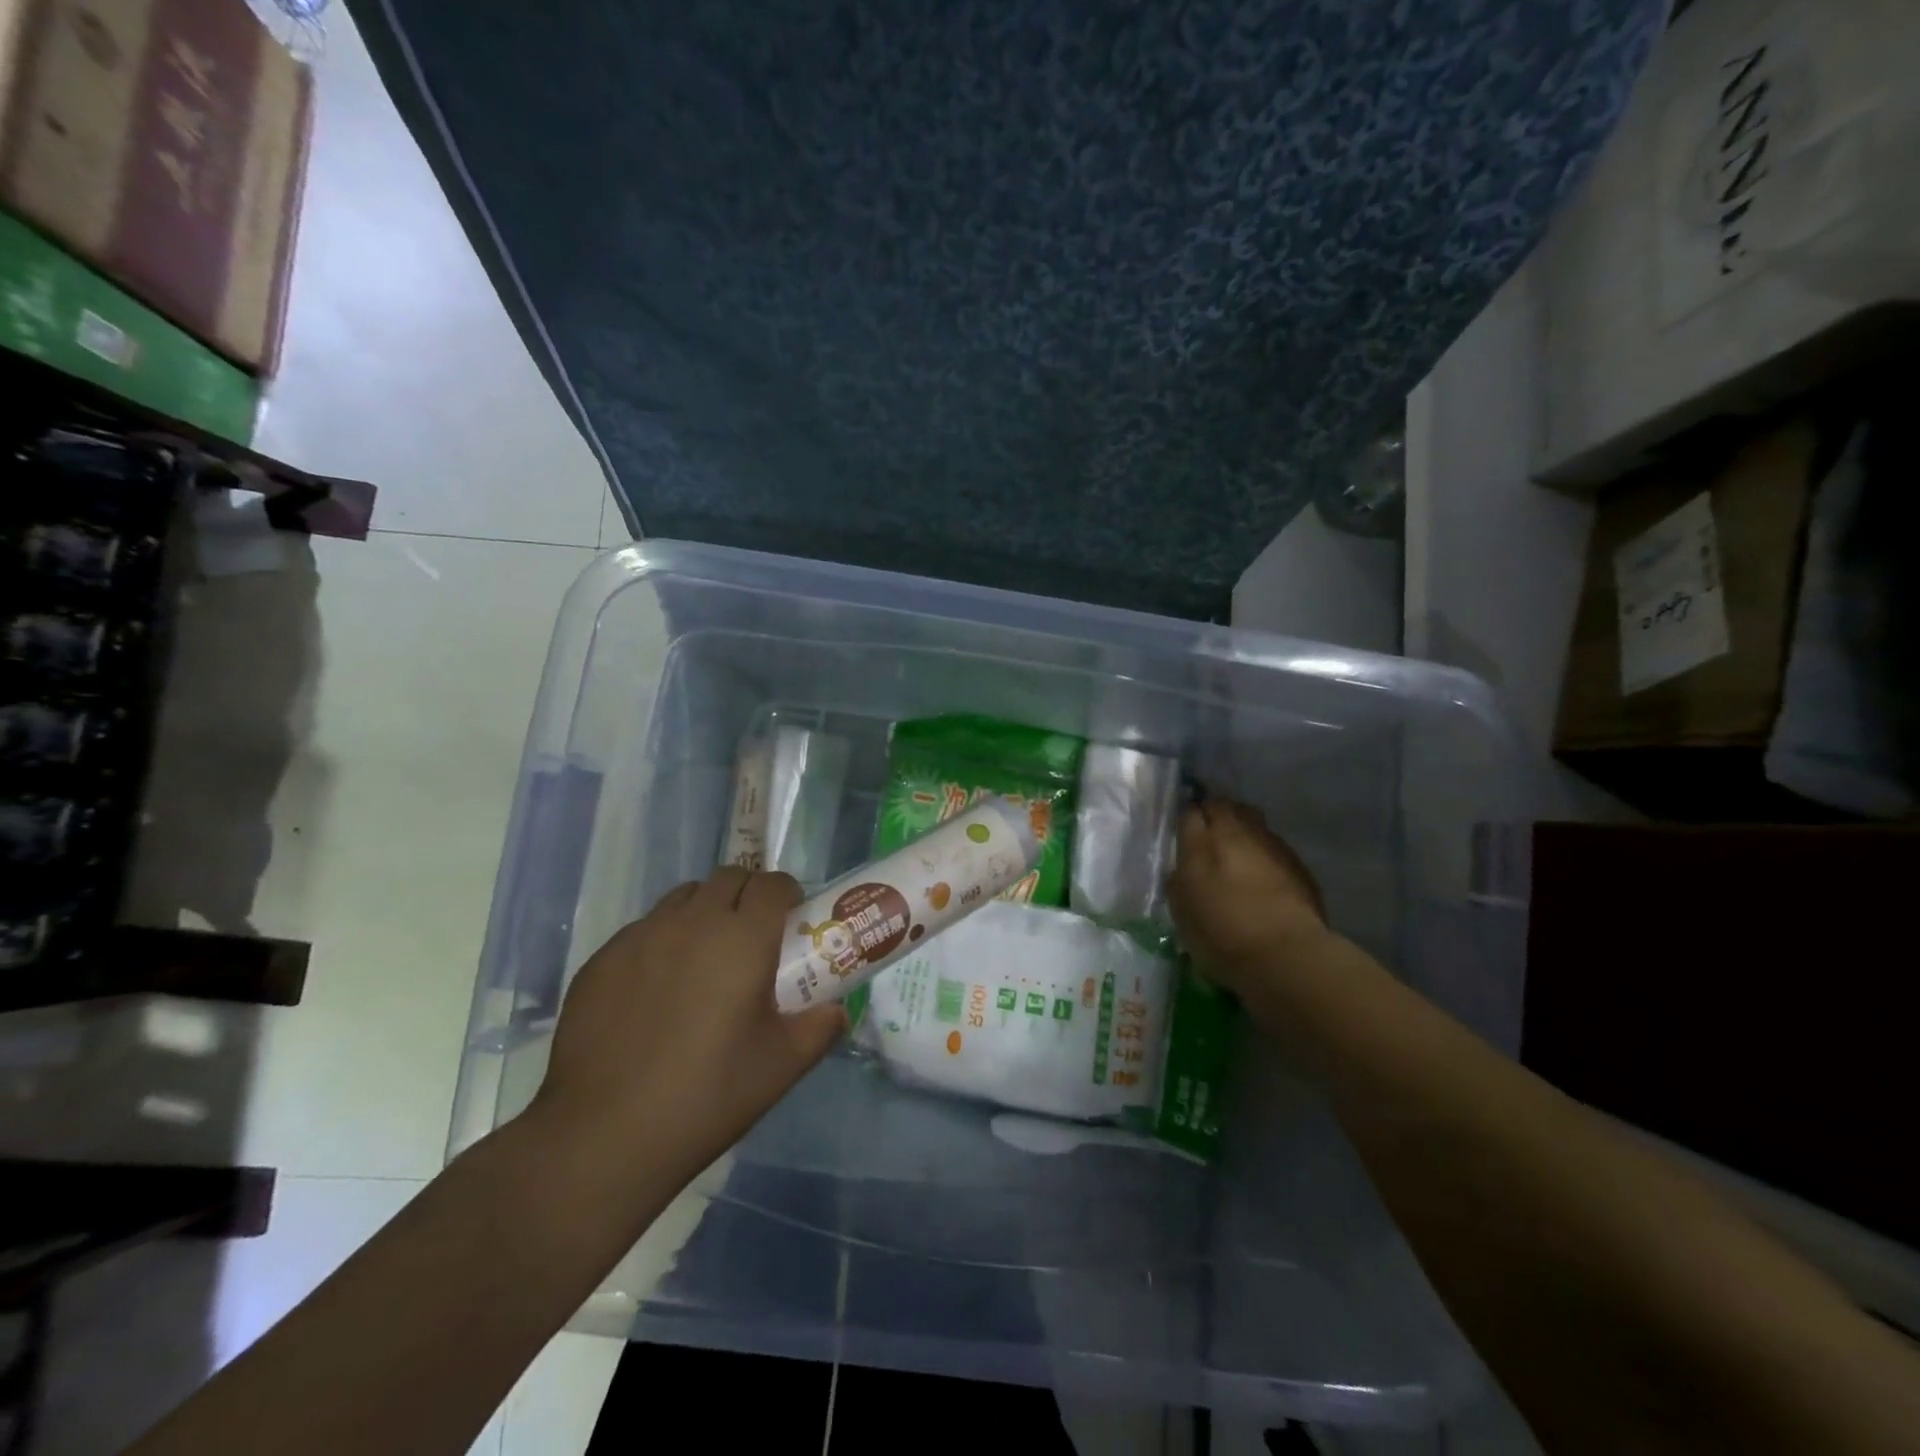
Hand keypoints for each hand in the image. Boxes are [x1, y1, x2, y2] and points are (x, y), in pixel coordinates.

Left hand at [531, 867, 845, 1186]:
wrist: (603, 1135)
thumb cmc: (707, 1095)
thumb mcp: (782, 1066)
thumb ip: (820, 1029)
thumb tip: (836, 1011)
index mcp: (743, 938)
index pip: (773, 884)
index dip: (788, 894)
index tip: (791, 920)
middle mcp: (692, 922)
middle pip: (728, 878)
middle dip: (748, 895)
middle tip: (753, 937)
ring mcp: (641, 936)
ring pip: (683, 898)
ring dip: (705, 911)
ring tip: (705, 958)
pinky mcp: (602, 959)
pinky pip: (644, 929)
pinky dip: (663, 940)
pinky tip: (658, 990)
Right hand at [1167, 797, 1330, 991]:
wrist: (1285, 954)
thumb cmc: (1221, 937)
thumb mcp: (1182, 912)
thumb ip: (1179, 881)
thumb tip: (1182, 868)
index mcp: (1200, 845)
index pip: (1189, 813)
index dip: (1187, 820)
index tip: (1185, 833)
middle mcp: (1235, 833)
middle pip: (1222, 806)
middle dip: (1214, 814)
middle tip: (1209, 834)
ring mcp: (1269, 843)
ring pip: (1251, 819)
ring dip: (1241, 827)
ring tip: (1237, 849)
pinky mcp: (1296, 860)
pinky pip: (1273, 843)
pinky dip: (1263, 849)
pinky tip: (1263, 871)